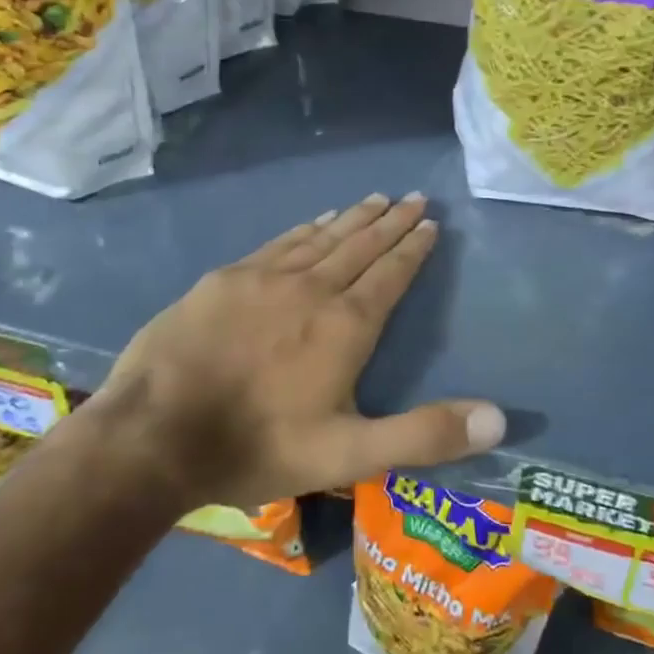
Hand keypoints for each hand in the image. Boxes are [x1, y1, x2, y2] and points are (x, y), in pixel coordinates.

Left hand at [94, 192, 503, 507]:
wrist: (155, 433)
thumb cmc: (257, 445)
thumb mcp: (349, 455)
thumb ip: (423, 435)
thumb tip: (498, 418)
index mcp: (345, 326)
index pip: (390, 275)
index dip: (413, 248)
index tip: (431, 223)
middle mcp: (312, 288)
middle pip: (361, 246)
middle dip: (391, 222)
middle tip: (414, 198)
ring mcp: (265, 277)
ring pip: (322, 237)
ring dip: (353, 218)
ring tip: (376, 199)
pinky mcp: (226, 278)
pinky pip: (280, 243)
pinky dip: (306, 228)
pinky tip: (315, 221)